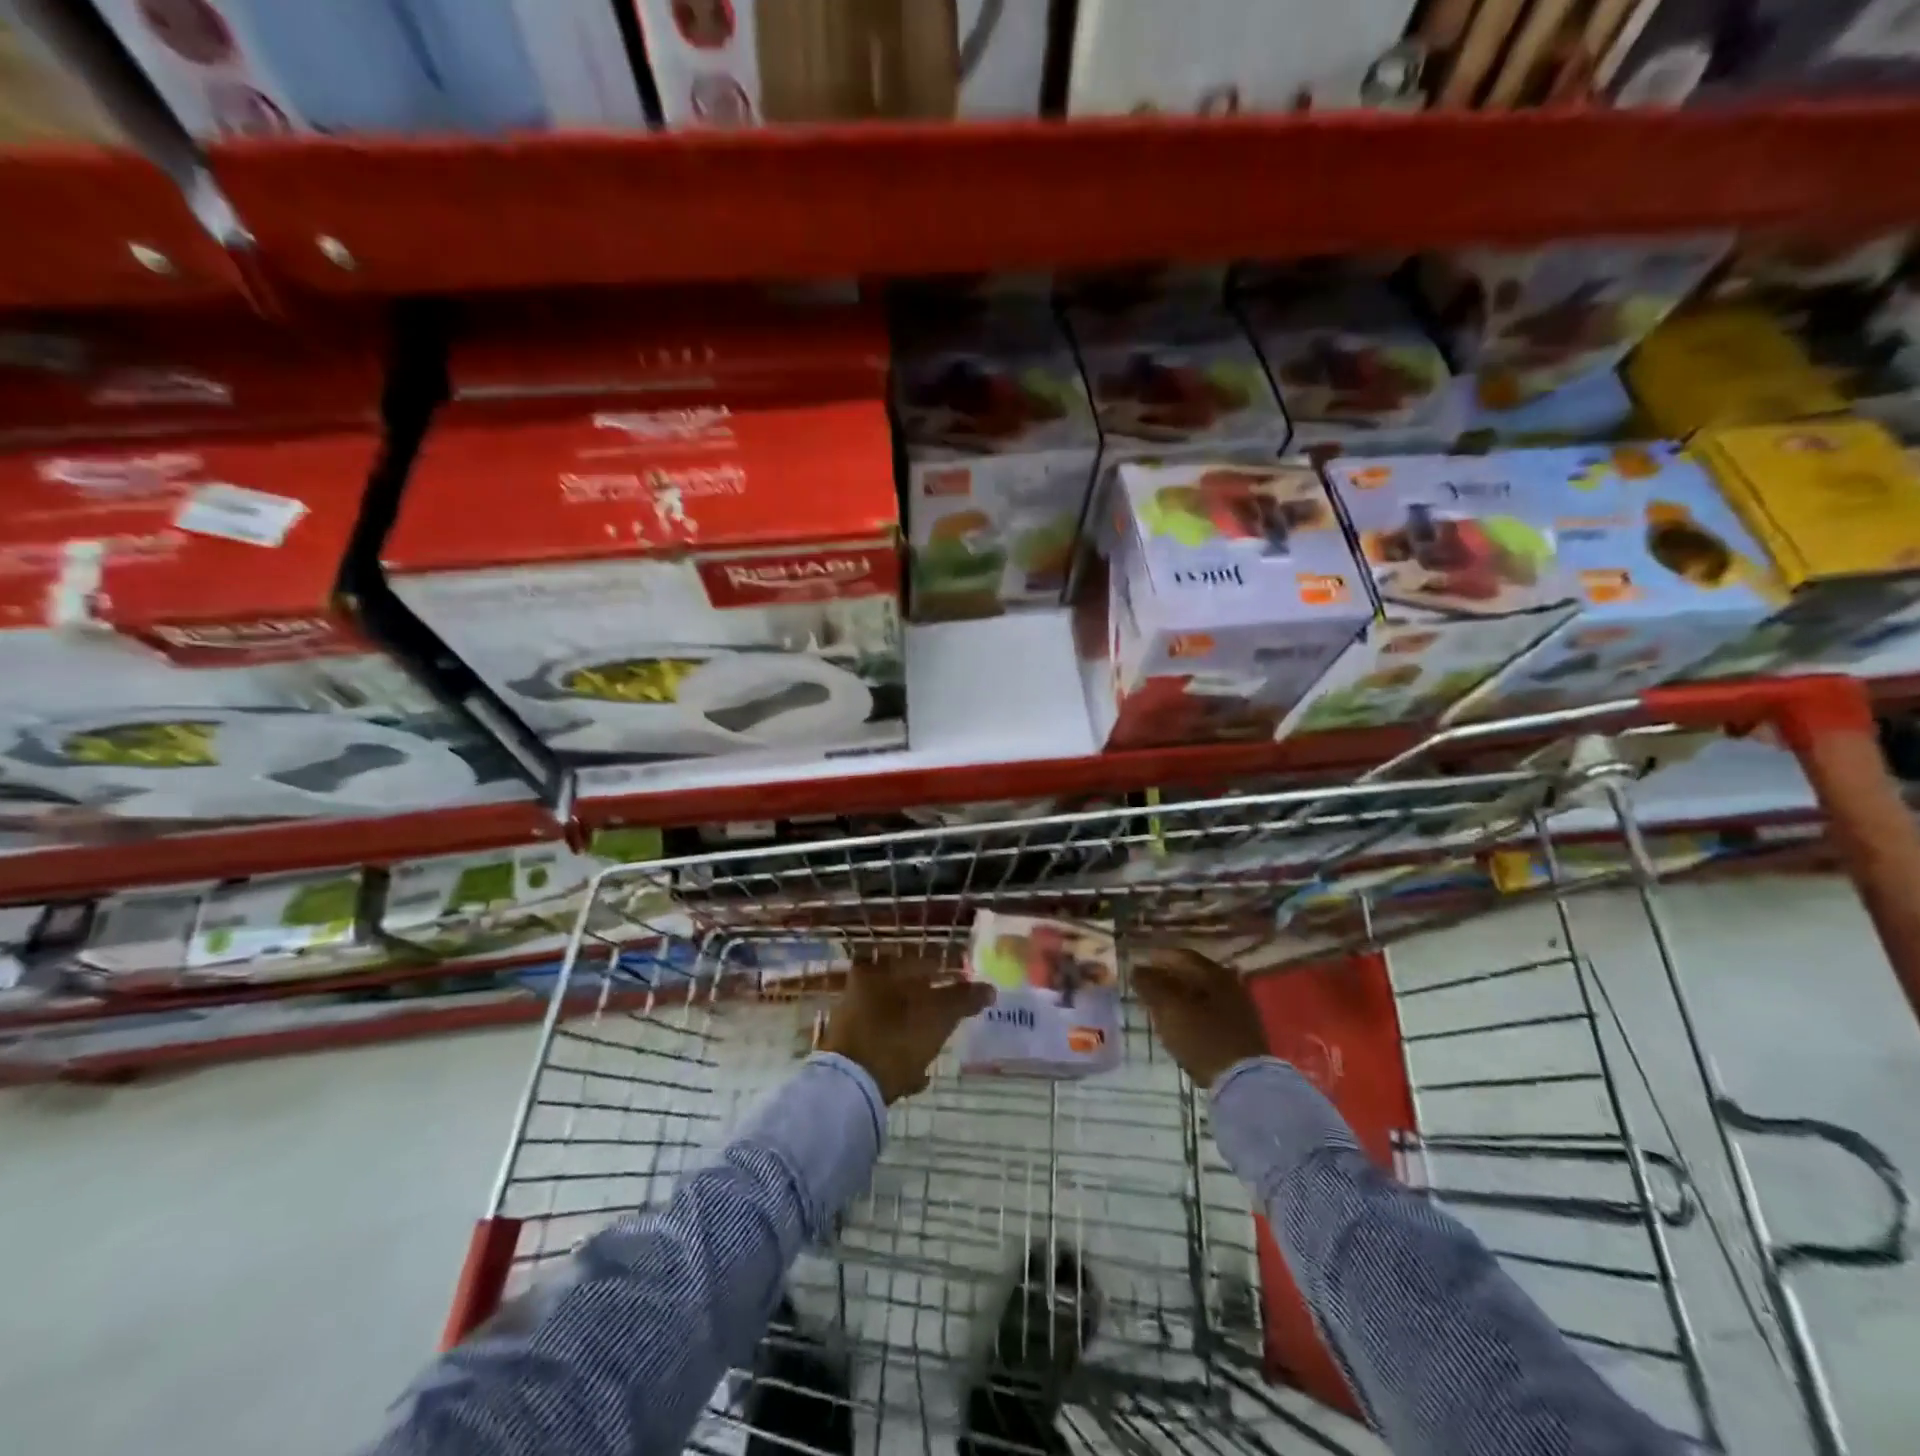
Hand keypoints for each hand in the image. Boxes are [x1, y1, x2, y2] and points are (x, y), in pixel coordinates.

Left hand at [820, 958, 993, 1103]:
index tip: (964, 987)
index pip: (919, 962)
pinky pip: (881, 1047)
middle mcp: (859, 990)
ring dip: (914, 1032)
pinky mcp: (846, 1052)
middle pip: (904, 992)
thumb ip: (963, 999)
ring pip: (893, 1020)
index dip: (945, 972)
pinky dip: (899, 1056)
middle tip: (952, 1017)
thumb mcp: (937, 1016)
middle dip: (929, 1004)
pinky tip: (916, 1074)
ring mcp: (850, 1021)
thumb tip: (989, 988)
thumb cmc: (895, 1039)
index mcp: (878, 971)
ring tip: (937, 1047)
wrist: (848, 1089)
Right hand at [1132, 947, 1269, 1089]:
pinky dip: (1192, 1013)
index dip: (1157, 958)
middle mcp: (1231, 986)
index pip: (1181, 956)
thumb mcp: (1169, 1009)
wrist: (1243, 1083)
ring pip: (1202, 995)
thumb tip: (1136, 969)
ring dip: (1179, 997)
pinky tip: (1180, 1024)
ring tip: (1159, 1006)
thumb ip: (1150, 986)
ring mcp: (1239, 1010)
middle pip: (1193, 974)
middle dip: (1168, 978)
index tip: (1138, 966)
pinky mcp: (1241, 1033)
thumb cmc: (1202, 1038)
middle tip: (1146, 986)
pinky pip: (1210, 1013)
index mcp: (1215, 974)